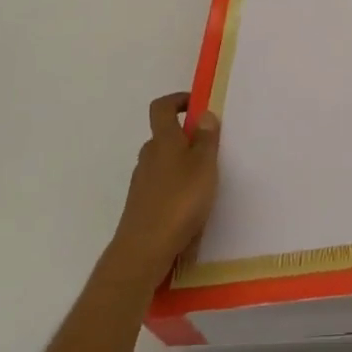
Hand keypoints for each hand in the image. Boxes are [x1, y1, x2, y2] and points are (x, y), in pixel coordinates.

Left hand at [109, 93, 221, 287]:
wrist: (144, 250)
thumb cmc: (179, 201)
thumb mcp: (204, 165)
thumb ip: (206, 138)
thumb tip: (203, 113)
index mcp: (163, 141)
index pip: (161, 107)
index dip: (177, 100)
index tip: (197, 104)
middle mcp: (148, 156)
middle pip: (164, 136)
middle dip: (185, 137)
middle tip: (210, 148)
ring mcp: (141, 182)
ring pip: (162, 162)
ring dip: (181, 163)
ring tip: (205, 180)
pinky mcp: (141, 205)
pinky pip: (160, 185)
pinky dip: (175, 186)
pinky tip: (190, 205)